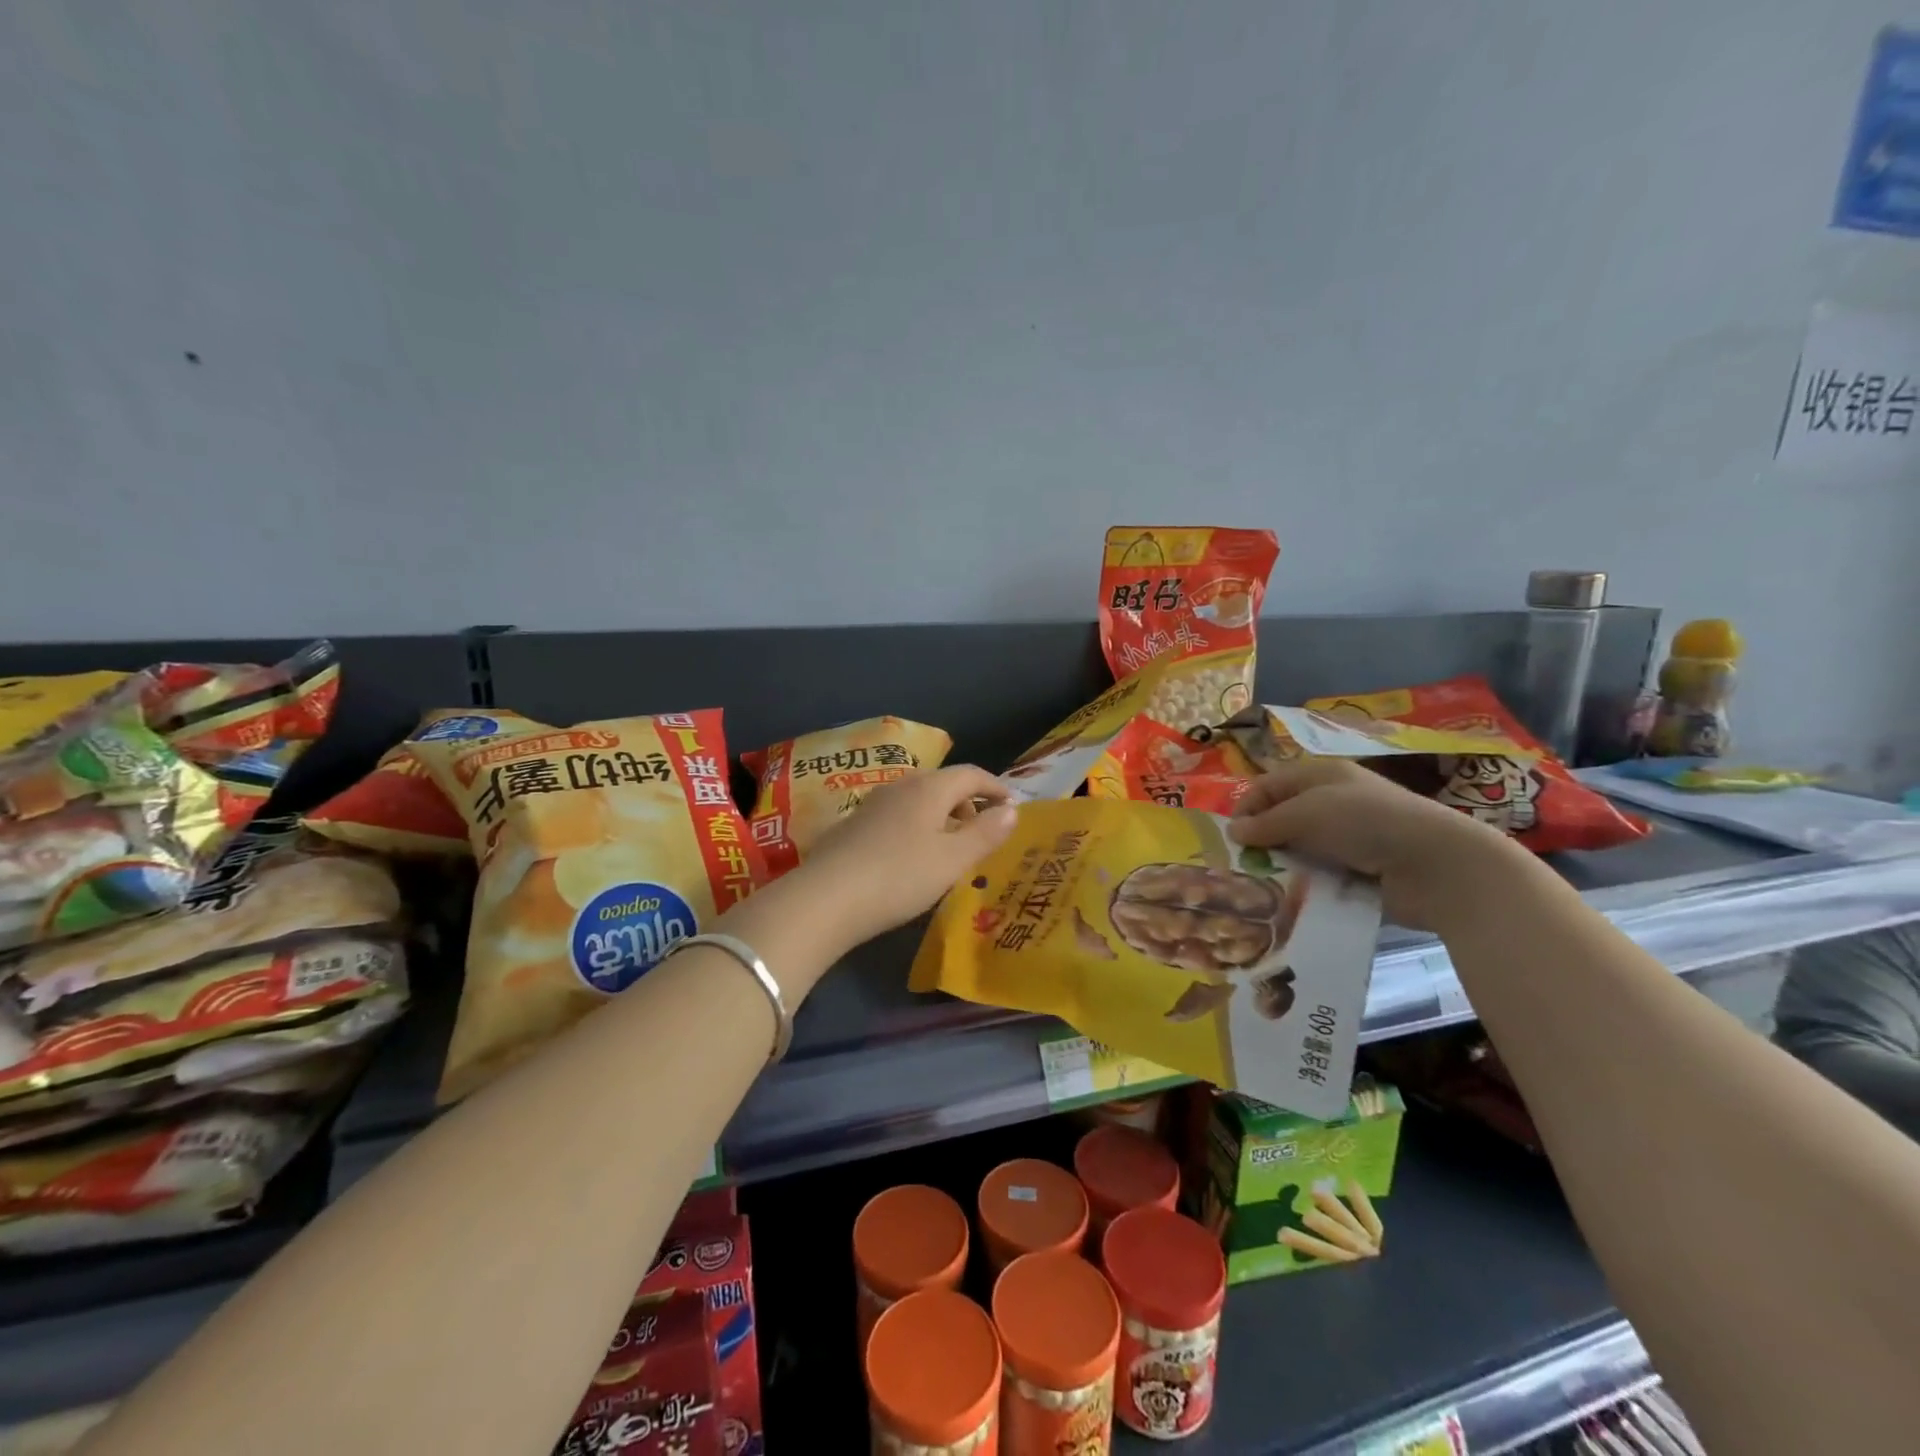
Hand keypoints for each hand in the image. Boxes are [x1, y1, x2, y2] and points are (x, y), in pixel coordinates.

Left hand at [792, 765, 1017, 949]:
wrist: (825, 898)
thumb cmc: (900, 876)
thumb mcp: (953, 860)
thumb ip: (985, 833)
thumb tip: (1012, 809)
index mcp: (929, 788)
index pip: (971, 774)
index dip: (995, 787)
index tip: (1011, 806)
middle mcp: (900, 786)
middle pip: (943, 783)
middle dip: (967, 803)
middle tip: (982, 832)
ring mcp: (872, 804)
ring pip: (917, 800)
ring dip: (940, 816)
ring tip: (949, 848)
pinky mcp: (852, 826)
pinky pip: (897, 816)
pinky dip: (916, 827)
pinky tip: (911, 858)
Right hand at [1228, 758, 1530, 929]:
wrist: (1437, 866)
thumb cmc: (1368, 822)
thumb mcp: (1309, 812)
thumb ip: (1268, 822)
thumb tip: (1234, 832)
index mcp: (1321, 776)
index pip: (1269, 785)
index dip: (1247, 807)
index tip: (1231, 838)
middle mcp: (1332, 803)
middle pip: (1281, 818)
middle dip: (1260, 840)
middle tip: (1242, 865)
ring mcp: (1347, 839)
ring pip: (1298, 850)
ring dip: (1281, 866)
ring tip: (1261, 886)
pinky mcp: (1358, 871)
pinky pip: (1319, 875)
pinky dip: (1304, 885)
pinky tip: (1291, 898)